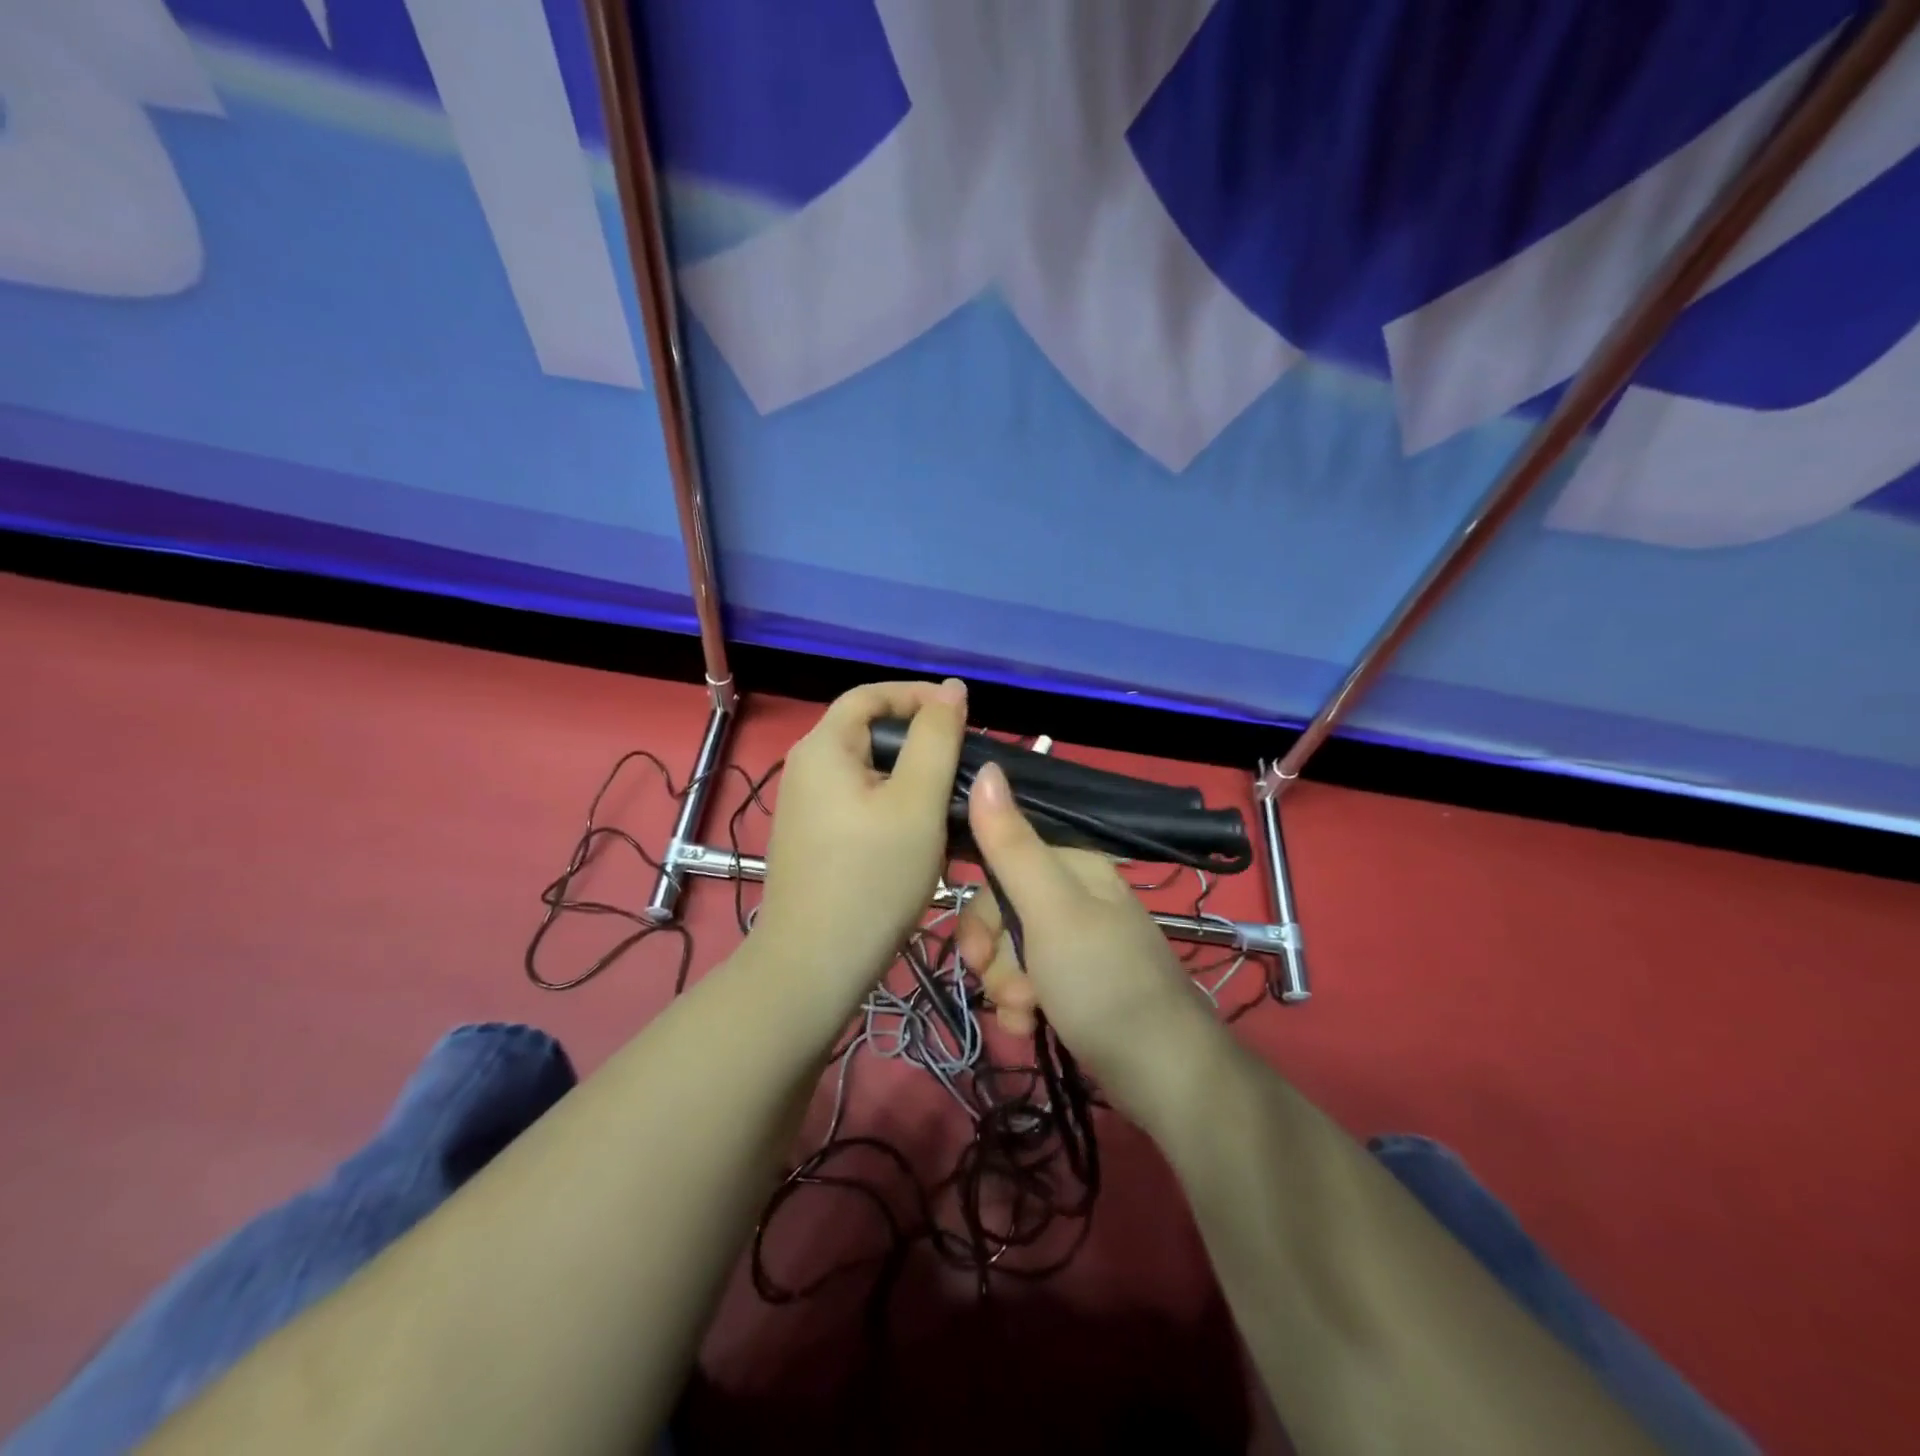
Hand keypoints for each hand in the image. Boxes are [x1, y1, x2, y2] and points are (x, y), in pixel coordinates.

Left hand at [752, 680, 968, 1012]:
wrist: (814, 965)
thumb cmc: (873, 877)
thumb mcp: (917, 802)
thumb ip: (937, 738)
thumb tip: (950, 688)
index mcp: (823, 748)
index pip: (870, 695)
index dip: (917, 695)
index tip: (963, 714)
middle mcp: (805, 768)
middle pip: (867, 731)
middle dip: (918, 738)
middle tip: (963, 762)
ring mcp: (804, 807)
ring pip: (866, 770)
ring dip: (909, 775)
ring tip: (948, 799)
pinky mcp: (811, 838)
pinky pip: (856, 801)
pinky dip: (891, 803)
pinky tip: (917, 833)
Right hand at [954, 762, 1229, 1116]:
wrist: (1165, 1074)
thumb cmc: (1103, 981)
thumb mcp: (1050, 909)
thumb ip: (1011, 843)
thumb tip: (987, 768)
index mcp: (1074, 867)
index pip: (1000, 866)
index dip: (980, 910)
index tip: (976, 951)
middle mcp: (1075, 897)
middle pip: (1002, 912)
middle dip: (994, 957)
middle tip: (1007, 990)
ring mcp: (1078, 943)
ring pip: (1011, 952)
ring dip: (1006, 988)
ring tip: (1026, 1016)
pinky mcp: (1078, 984)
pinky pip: (1029, 983)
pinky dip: (1022, 1007)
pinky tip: (1030, 1029)